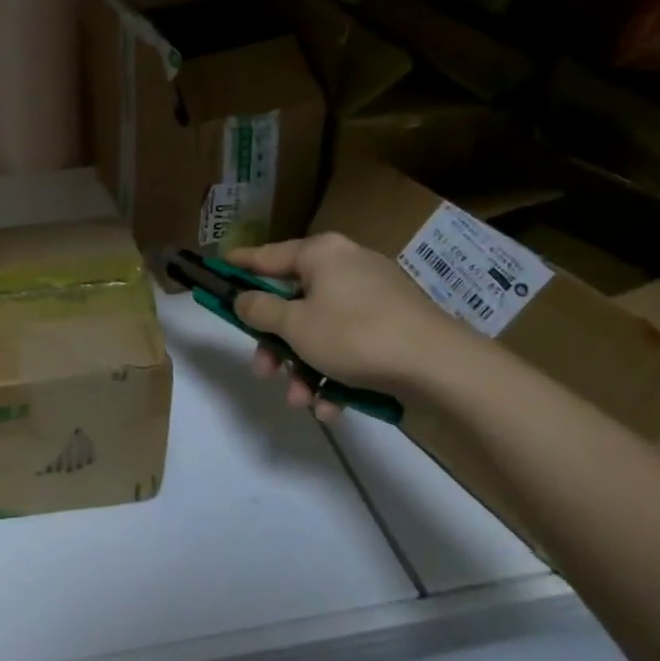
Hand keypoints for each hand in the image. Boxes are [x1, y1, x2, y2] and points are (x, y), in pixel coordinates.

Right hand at [228, 233, 477, 419]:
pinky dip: (336, 372)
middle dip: (276, 342)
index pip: (267, 256)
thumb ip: (260, 311)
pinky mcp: (395, 325)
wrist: (442, 367)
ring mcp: (374, 296)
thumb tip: (242, 299)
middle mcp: (347, 267)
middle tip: (262, 370)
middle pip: (294, 301)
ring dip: (304, 366)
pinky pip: (350, 344)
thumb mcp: (295, 325)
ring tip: (301, 400)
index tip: (217, 270)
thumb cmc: (356, 334)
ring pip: (321, 329)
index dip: (239, 266)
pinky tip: (331, 406)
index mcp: (321, 254)